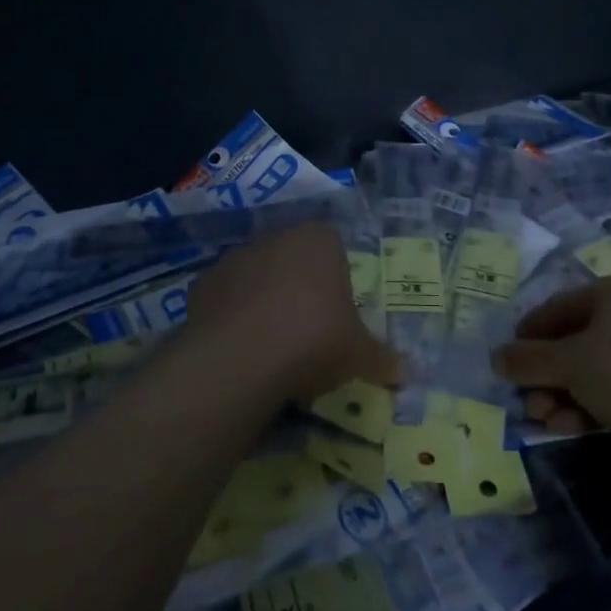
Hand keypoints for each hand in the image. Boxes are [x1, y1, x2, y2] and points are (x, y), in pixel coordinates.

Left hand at [184, 223, 403, 404]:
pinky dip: (231, 317)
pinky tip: (240, 349)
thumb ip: (382, 359)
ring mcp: (235, 258)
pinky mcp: (203, 283)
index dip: (335, 281)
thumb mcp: (359, 355)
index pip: (332, 248)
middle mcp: (276, 238)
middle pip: (292, 259)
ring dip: (262, 300)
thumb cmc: (315, 339)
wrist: (244, 356)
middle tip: (306, 331)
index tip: (336, 315)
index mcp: (319, 240)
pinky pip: (225, 298)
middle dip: (298, 288)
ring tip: (270, 345)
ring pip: (256, 276)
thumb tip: (407, 372)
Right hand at [492, 274, 610, 450]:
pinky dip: (593, 404)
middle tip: (526, 400)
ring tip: (544, 420)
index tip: (507, 359)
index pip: (561, 306)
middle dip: (547, 374)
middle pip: (578, 340)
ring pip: (597, 367)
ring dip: (565, 394)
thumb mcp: (569, 364)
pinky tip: (572, 427)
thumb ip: (529, 360)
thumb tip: (496, 358)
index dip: (529, 333)